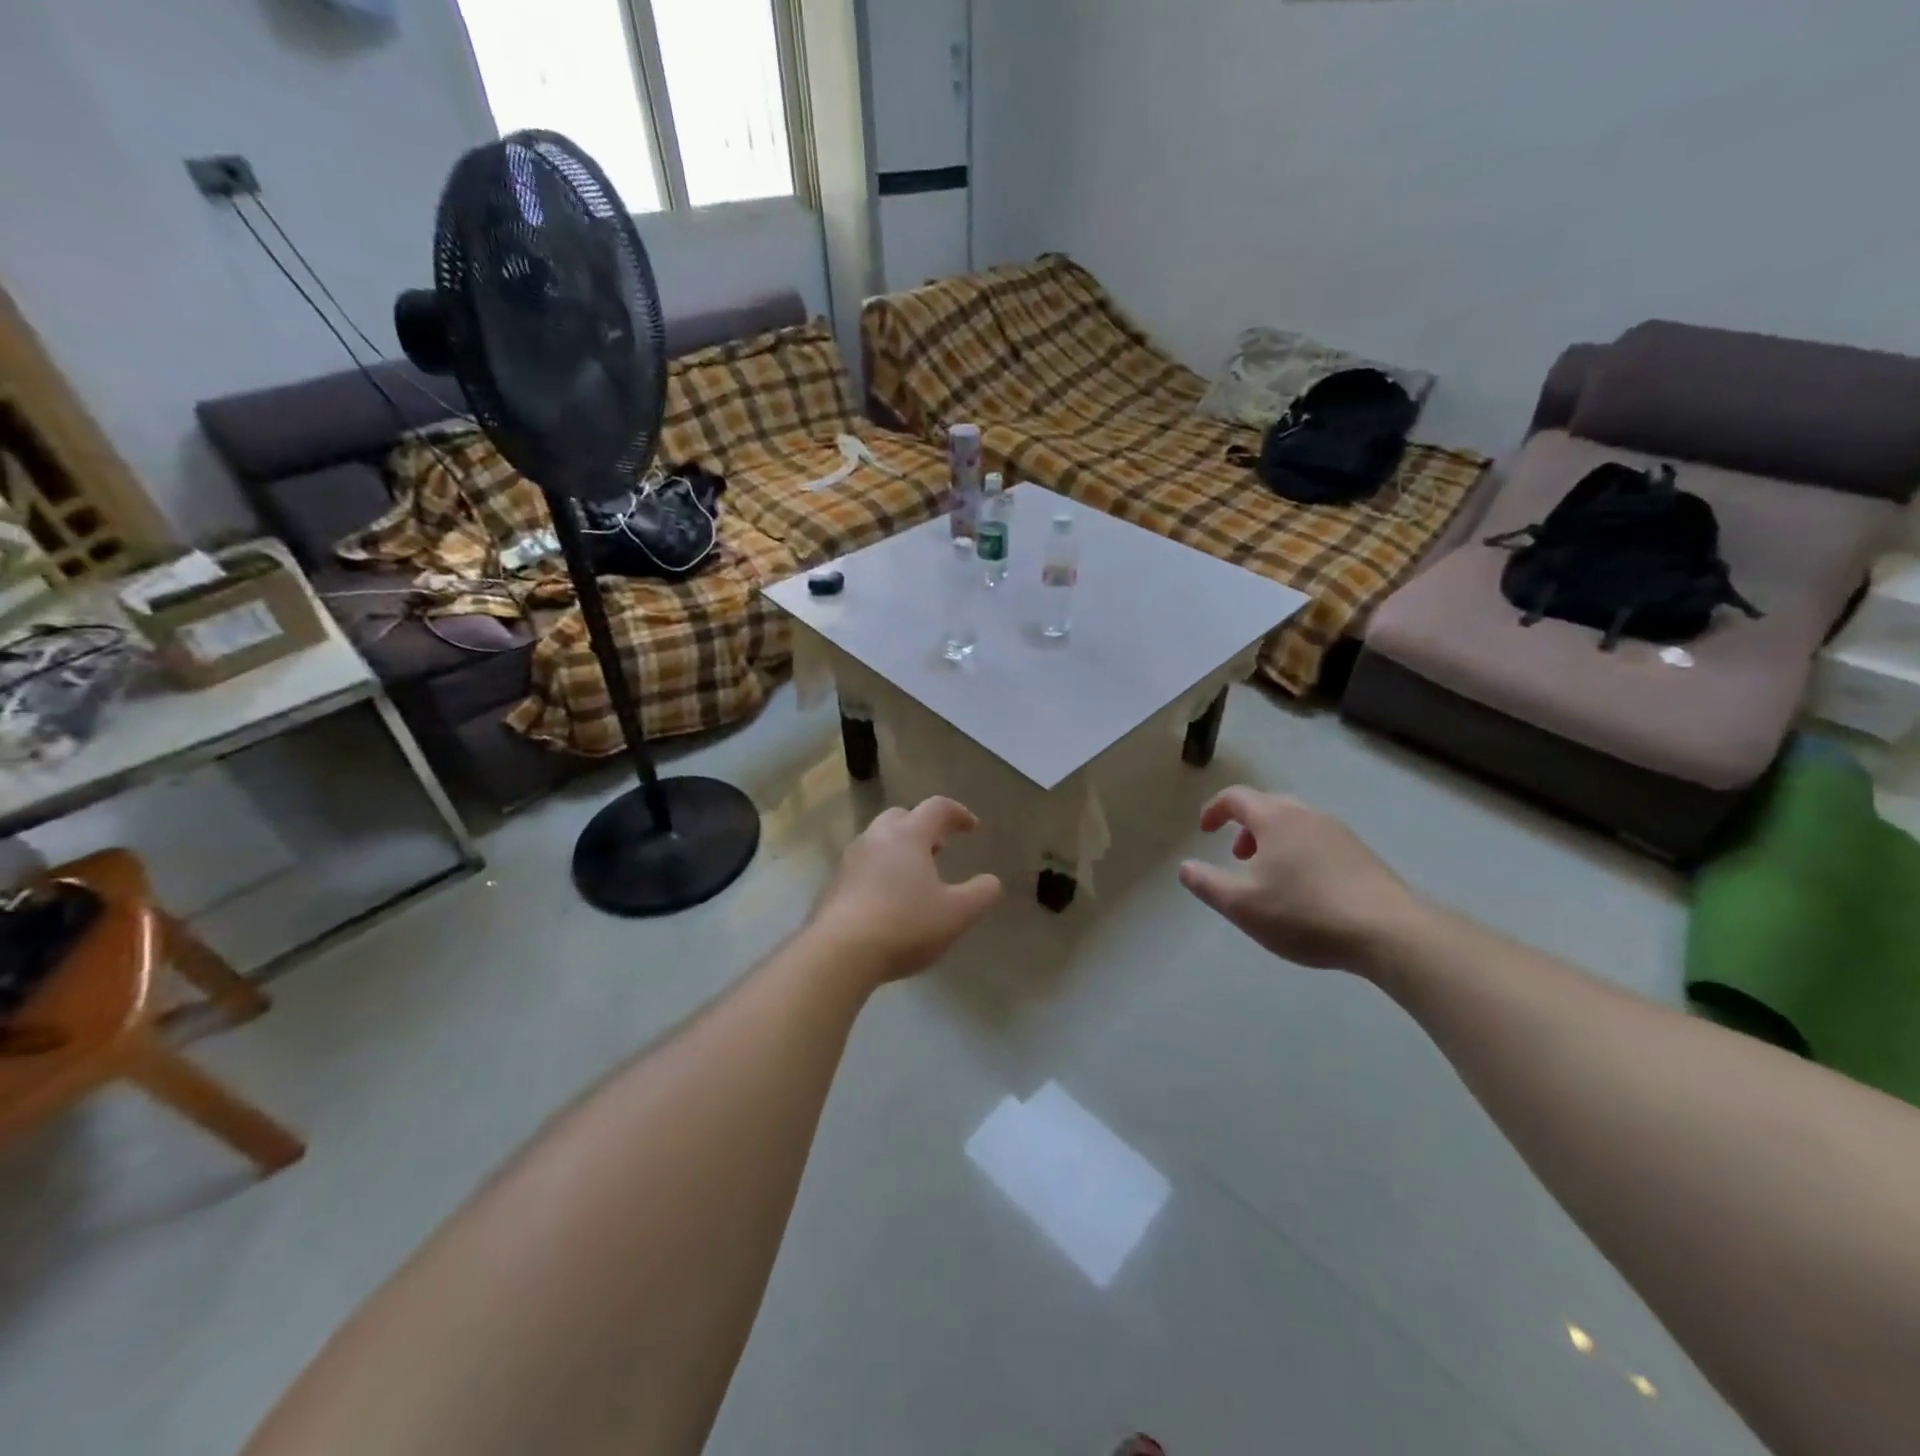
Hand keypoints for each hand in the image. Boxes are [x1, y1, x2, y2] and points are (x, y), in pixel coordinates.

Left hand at [810, 797, 1003, 983]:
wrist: (839, 953)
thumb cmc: (905, 925)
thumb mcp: (957, 914)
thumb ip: (981, 894)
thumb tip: (992, 881)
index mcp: (908, 836)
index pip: (937, 808)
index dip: (958, 813)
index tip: (972, 828)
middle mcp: (876, 838)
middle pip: (901, 816)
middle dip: (923, 827)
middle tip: (939, 849)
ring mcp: (850, 860)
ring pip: (878, 840)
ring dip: (900, 849)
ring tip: (915, 877)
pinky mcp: (834, 885)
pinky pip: (863, 865)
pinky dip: (880, 870)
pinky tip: (888, 900)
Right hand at [1179, 787, 1426, 974]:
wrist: (1389, 931)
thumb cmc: (1304, 912)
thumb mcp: (1241, 905)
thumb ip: (1206, 883)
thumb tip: (1185, 867)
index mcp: (1275, 818)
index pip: (1236, 797)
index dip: (1214, 809)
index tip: (1204, 830)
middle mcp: (1307, 815)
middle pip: (1268, 805)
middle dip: (1246, 825)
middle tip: (1237, 855)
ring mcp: (1339, 833)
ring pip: (1296, 822)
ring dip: (1274, 840)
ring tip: (1269, 875)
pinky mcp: (1362, 854)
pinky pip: (1319, 840)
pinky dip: (1300, 852)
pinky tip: (1305, 889)